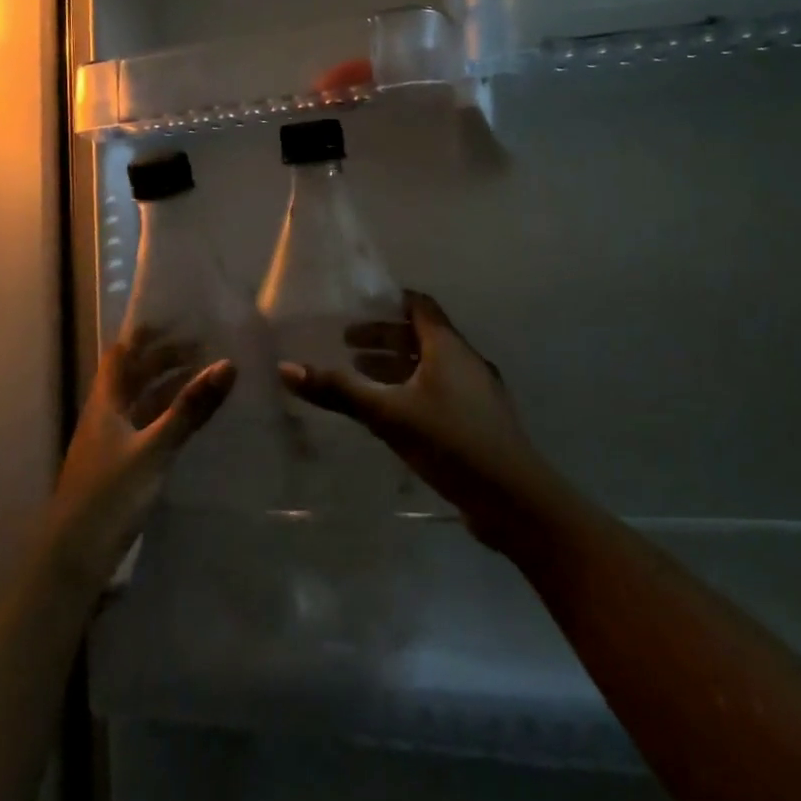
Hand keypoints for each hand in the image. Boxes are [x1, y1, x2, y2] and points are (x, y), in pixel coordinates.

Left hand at [46, 328, 234, 586]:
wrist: (73, 560)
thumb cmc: (110, 496)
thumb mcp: (155, 449)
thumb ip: (190, 408)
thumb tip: (228, 363)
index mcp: (106, 402)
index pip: (122, 354)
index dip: (146, 334)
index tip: (179, 319)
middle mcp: (106, 416)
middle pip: (134, 376)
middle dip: (165, 358)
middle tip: (205, 347)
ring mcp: (111, 443)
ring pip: (142, 403)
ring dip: (168, 387)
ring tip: (205, 377)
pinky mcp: (120, 468)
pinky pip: (147, 428)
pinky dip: (168, 416)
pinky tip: (190, 421)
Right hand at [280, 291, 562, 547]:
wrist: (514, 498)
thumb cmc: (451, 441)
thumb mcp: (388, 414)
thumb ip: (339, 391)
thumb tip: (286, 367)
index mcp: (448, 347)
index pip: (419, 306)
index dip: (390, 302)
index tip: (358, 306)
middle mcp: (465, 360)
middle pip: (422, 336)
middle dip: (384, 339)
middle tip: (347, 346)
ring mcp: (478, 392)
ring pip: (432, 366)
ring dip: (398, 366)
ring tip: (363, 377)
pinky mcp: (480, 421)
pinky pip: (441, 391)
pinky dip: (414, 390)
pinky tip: (394, 414)